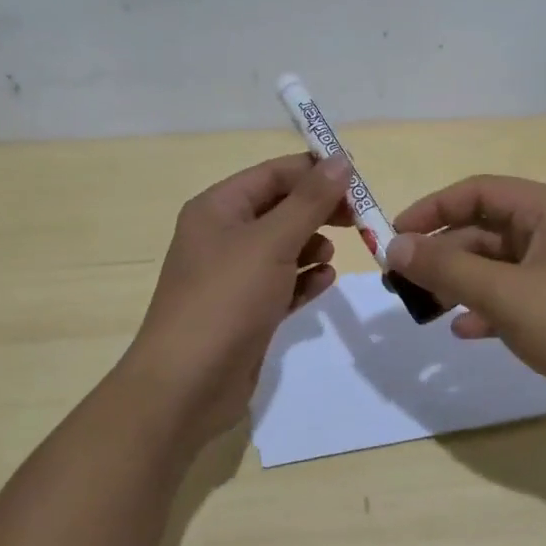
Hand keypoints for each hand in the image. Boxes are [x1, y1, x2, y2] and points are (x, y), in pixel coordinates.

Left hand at [122, 153, 353, 443]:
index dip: (315, 172)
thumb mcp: (272, 242)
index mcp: (218, 208)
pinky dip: (304, 279)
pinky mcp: (246, 311)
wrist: (186, 386)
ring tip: (332, 254)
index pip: (273, 174)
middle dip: (318, 210)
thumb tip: (342, 160)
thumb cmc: (226, 299)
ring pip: (283, 246)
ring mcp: (233, 276)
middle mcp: (223, 236)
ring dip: (312, 245)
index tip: (359, 180)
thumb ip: (310, 200)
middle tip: (359, 218)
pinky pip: (282, 283)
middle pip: (280, 208)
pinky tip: (324, 282)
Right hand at [385, 176, 545, 441]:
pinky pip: (515, 296)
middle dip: (444, 254)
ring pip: (497, 266)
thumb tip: (395, 246)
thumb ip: (447, 267)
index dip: (431, 210)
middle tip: (405, 282)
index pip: (477, 192)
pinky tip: (466, 332)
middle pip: (485, 230)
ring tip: (427, 308)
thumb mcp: (507, 294)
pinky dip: (488, 309)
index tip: (394, 237)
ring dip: (461, 283)